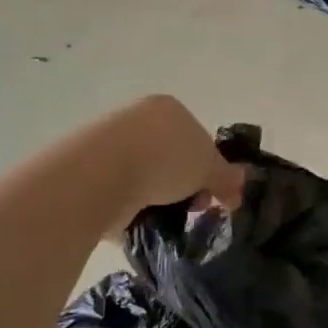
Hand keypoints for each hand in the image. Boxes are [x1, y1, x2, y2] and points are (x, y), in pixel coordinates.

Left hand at [106, 95, 245, 227]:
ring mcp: (110, 142)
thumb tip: (238, 189)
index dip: (209, 169)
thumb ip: (227, 178)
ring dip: (155, 196)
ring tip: (159, 217)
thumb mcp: (209, 169)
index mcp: (169, 108)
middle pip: (171, 156)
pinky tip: (134, 219)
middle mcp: (138, 118)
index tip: (209, 195)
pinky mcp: (88, 169)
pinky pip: (119, 190)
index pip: (198, 138)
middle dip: (183, 185)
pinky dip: (128, 206)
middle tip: (188, 208)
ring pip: (145, 174)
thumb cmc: (165, 159)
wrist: (101, 173)